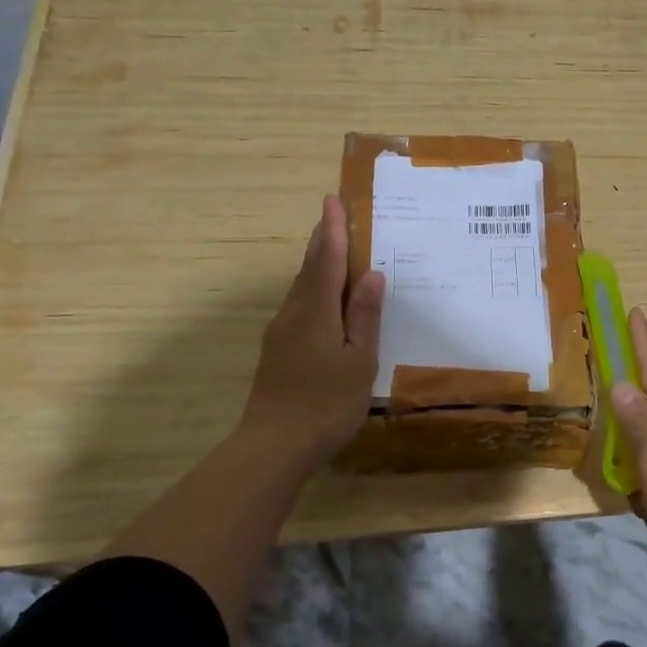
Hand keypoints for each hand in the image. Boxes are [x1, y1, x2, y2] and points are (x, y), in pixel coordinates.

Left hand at [240, 194, 384, 464]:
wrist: (274, 445)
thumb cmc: (326, 402)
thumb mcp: (359, 359)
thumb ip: (364, 315)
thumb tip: (372, 275)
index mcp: (316, 311)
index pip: (326, 260)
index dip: (332, 230)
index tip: (333, 200)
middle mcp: (293, 313)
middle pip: (309, 268)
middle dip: (321, 240)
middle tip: (333, 215)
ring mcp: (281, 333)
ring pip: (301, 287)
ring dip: (316, 264)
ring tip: (332, 249)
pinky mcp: (277, 350)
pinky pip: (299, 306)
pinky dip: (313, 289)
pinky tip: (324, 300)